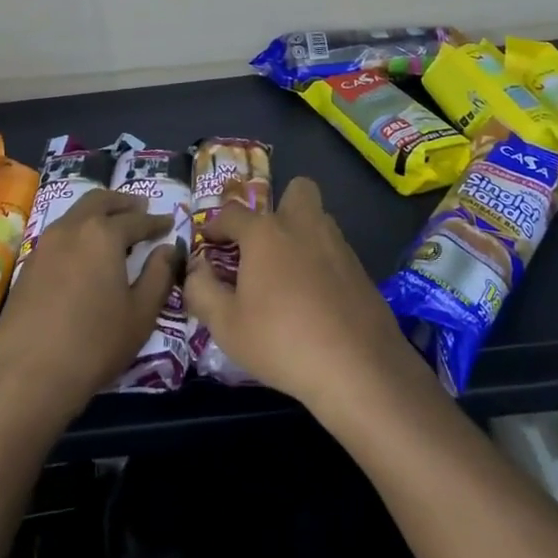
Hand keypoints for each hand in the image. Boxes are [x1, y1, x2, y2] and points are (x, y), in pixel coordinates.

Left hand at [0, 189, 177, 426]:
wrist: (27, 375)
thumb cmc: (94, 343)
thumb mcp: (141, 313)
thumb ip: (159, 275)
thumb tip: (169, 249)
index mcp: (103, 234)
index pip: (136, 219)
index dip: (155, 221)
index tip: (168, 222)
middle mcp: (72, 228)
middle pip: (100, 201)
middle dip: (123, 203)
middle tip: (140, 208)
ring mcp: (45, 244)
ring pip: (76, 213)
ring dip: (98, 212)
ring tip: (112, 226)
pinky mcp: (28, 265)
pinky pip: (59, 234)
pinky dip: (78, 231)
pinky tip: (84, 252)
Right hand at [183, 176, 427, 419]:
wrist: (358, 368)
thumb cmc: (281, 341)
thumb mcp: (226, 325)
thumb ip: (202, 290)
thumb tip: (196, 269)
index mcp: (265, 232)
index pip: (232, 213)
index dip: (215, 225)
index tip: (208, 242)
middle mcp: (303, 226)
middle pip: (297, 189)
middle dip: (280, 205)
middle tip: (264, 242)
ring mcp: (337, 245)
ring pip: (319, 219)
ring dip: (302, 233)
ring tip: (287, 273)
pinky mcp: (361, 270)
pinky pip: (335, 251)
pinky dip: (322, 263)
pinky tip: (315, 299)